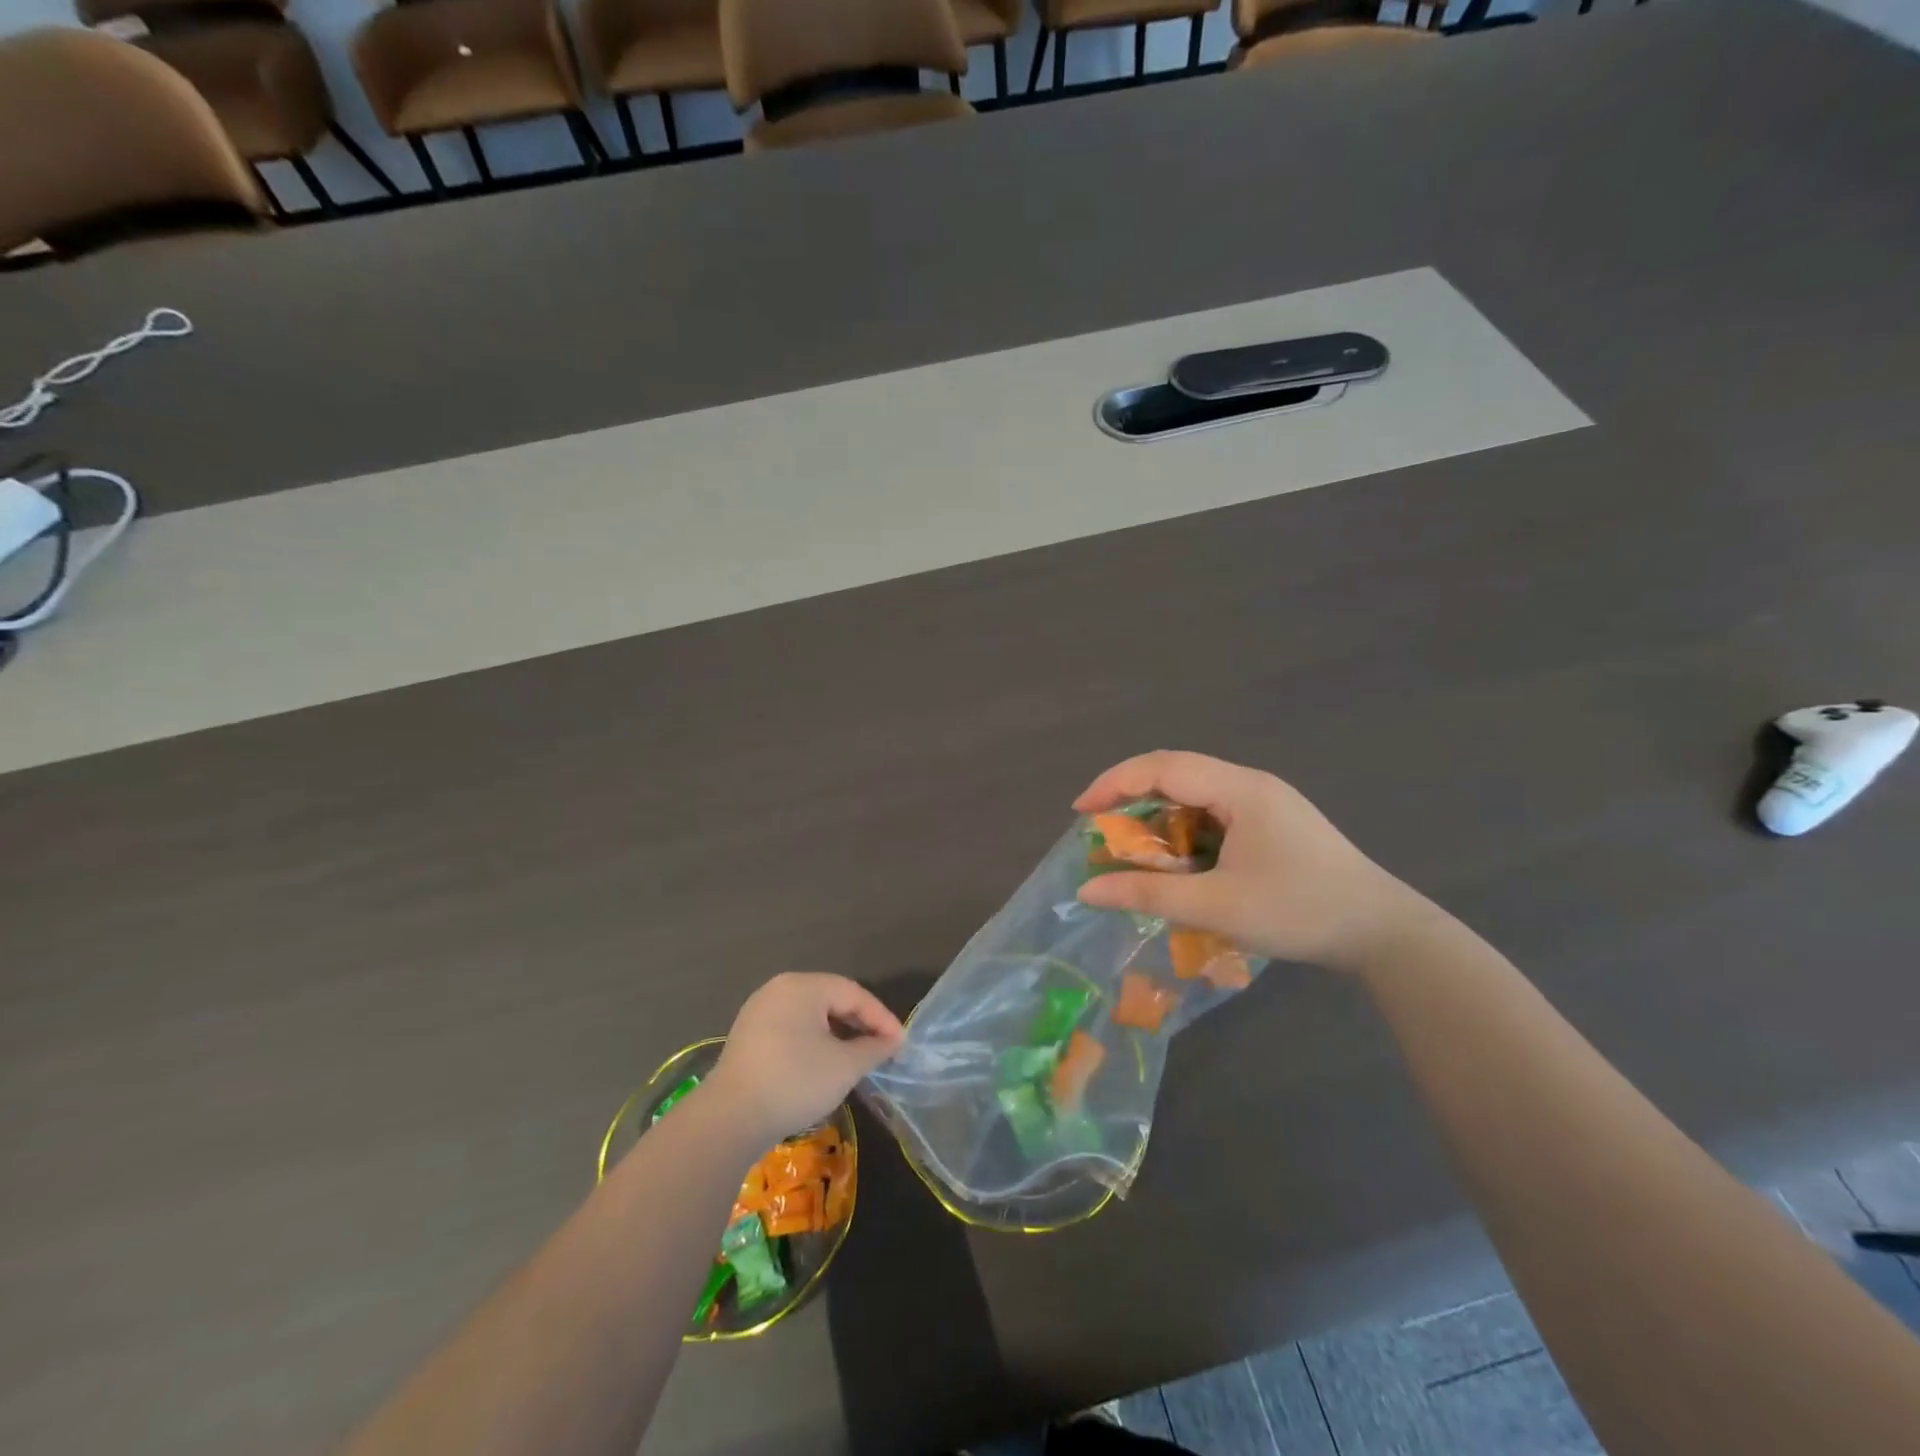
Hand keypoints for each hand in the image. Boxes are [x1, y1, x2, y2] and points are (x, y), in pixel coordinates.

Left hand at [704, 974, 904, 1143]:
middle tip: (883, 1048)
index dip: (881, 1018)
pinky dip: (814, 1041)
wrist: (729, 1119)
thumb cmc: (794, 1081)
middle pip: (831, 999)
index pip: (853, 993)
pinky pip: (791, 1028)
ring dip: (838, 1034)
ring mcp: (759, 1011)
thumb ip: (873, 1049)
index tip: (901, 1043)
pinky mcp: (748, 1036)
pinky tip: (824, 1064)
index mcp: (803, 985)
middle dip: (860, 1024)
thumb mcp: (844, 1066)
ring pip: (811, 1015)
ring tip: (858, 1057)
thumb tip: (892, 1042)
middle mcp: (779, 989)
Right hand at [1074, 751, 1432, 970]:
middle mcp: (1252, 784)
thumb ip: (1148, 894)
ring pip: (1196, 794)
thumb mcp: (1216, 907)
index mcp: (1240, 789)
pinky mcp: (1275, 824)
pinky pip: (1215, 813)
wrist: (1385, 934)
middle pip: (1177, 773)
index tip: (1081, 812)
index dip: (1115, 782)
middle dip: (1132, 797)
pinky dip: (1185, 831)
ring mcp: (1267, 803)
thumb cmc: (1299, 912)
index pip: (1162, 766)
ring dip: (1159, 817)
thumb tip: (1087, 890)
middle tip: (1100, 830)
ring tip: (1133, 849)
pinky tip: (1178, 861)